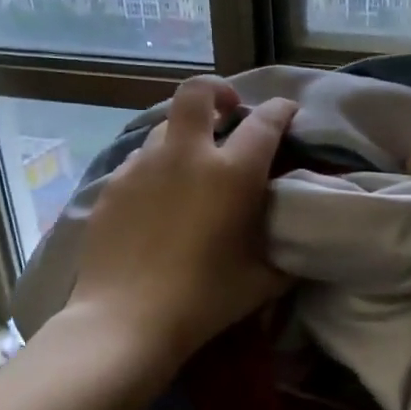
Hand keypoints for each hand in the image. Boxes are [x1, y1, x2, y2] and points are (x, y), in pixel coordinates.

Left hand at [65, 75, 297, 371]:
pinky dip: (156, 167)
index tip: (288, 111)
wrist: (125, 319)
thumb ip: (285, 255)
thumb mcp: (263, 281)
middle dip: (217, 90)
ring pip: (164, 126)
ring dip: (184, 134)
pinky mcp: (113, 185)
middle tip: (227, 110)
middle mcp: (187, 155)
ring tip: (191, 163)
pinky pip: (139, 160)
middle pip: (197, 92)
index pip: (264, 121)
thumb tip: (297, 245)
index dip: (281, 110)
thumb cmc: (204, 300)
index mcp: (232, 173)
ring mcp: (143, 166)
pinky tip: (158, 198)